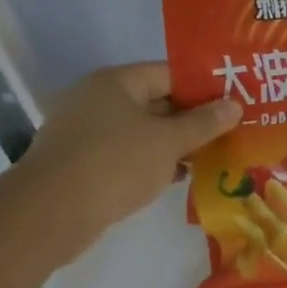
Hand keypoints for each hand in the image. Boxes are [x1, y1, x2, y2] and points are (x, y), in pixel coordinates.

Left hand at [10, 64, 240, 263]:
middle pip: (158, 102)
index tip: (236, 101)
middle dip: (194, 118)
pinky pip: (129, 153)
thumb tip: (235, 105)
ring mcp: (87, 132)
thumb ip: (204, 123)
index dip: (205, 87)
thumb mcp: (169, 141)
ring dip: (177, 143)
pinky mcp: (84, 162)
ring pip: (145, 130)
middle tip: (232, 130)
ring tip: (215, 154)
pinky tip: (181, 176)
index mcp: (116, 83)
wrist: (50, 214)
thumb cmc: (115, 164)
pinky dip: (154, 161)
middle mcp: (98, 100)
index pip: (171, 74)